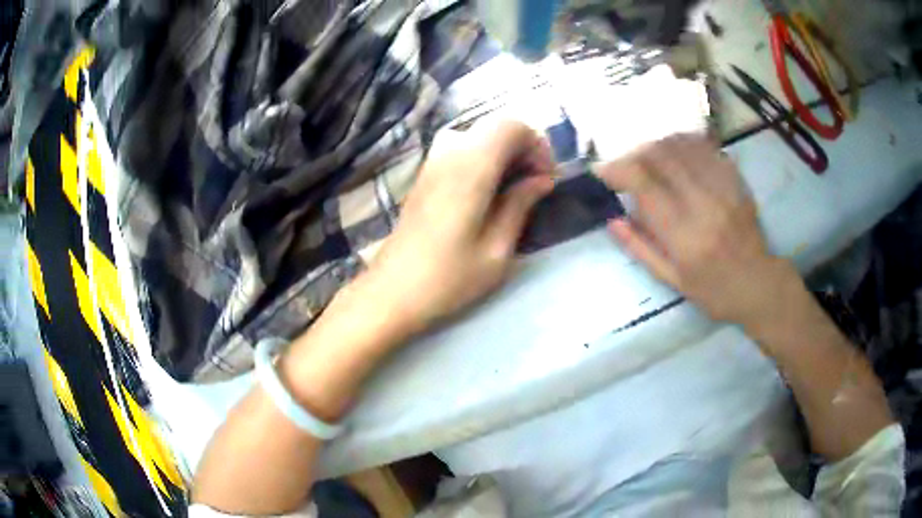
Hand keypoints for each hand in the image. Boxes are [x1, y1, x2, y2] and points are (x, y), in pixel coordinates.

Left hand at [361, 120, 554, 334]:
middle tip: (534, 182)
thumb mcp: (496, 251)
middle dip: (523, 146)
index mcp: (471, 168)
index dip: (537, 144)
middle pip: (495, 124)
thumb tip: (542, 180)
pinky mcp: (424, 174)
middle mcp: (449, 153)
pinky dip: (482, 157)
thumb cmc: (448, 278)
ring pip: (477, 134)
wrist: (392, 291)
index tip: (546, 178)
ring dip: (502, 151)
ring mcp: (432, 161)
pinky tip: (488, 190)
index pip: (511, 125)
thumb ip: (520, 206)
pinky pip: (460, 148)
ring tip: (513, 186)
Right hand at [597, 134, 794, 326]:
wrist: (758, 285)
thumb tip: (612, 220)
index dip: (618, 170)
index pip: (644, 184)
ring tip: (649, 155)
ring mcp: (723, 189)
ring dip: (659, 144)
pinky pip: (707, 148)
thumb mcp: (672, 280)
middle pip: (661, 156)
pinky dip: (685, 143)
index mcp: (684, 236)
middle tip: (628, 163)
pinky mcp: (736, 181)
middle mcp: (703, 205)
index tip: (604, 171)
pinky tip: (676, 149)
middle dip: (636, 153)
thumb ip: (641, 249)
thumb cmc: (713, 290)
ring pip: (683, 146)